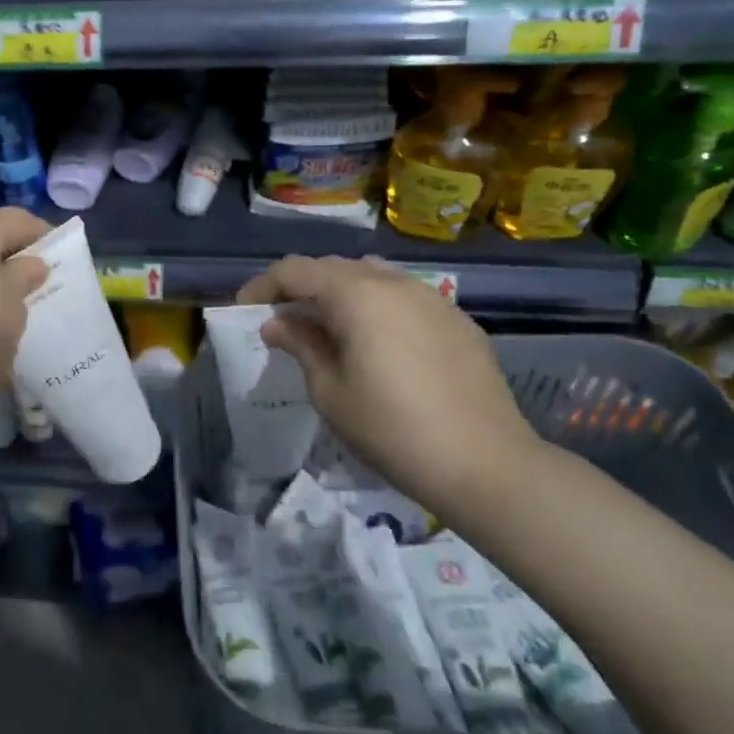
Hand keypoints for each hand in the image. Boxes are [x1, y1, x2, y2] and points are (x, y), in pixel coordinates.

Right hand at [236, 255, 546, 512]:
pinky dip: (376, 307)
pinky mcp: (458, 320)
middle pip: (333, 268)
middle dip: (301, 288)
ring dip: (340, 294)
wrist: (487, 465)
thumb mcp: (329, 391)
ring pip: (372, 278)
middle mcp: (394, 283)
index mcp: (356, 295)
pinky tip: (376, 343)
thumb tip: (278, 324)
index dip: (263, 286)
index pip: (295, 270)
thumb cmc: (392, 429)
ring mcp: (432, 298)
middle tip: (282, 321)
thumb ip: (301, 346)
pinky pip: (404, 298)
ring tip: (327, 328)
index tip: (246, 310)